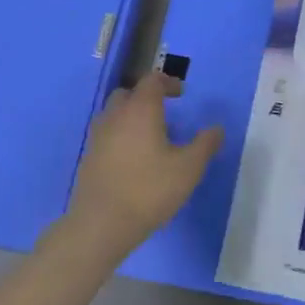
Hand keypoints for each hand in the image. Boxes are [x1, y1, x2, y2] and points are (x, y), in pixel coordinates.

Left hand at [64, 71, 222, 258]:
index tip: (181, 93)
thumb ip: (205, 145)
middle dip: (145, 97)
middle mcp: (115, 116)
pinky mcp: (88, 158)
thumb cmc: (149, 190)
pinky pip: (106, 136)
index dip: (167, 82)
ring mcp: (97, 137)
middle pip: (127, 94)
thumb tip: (217, 129)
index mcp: (140, 110)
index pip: (151, 81)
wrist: (101, 224)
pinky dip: (120, 137)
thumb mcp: (189, 168)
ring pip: (113, 115)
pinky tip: (132, 160)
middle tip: (163, 112)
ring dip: (130, 117)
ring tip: (149, 137)